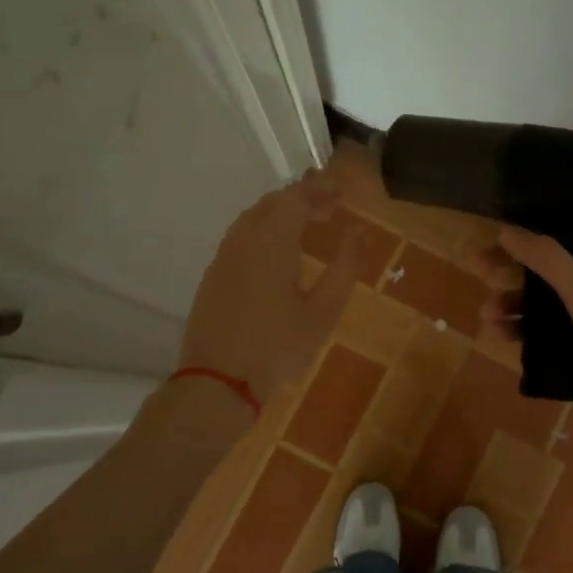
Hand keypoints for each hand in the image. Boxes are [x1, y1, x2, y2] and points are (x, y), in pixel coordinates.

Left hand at [179, 174, 360, 404]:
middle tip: (330, 209)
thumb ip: (344, 267)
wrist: (217, 382)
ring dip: (281, 214)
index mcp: (271, 241)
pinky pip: (241, 238)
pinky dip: (264, 232)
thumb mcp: (322, 312)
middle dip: (302, 198)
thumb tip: (359, 233)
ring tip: (308, 227)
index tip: (343, 195)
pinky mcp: (213, 276)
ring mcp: (223, 257)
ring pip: (253, 218)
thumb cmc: (277, 347)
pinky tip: (278, 254)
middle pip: (272, 202)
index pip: (296, 197)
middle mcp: (243, 239)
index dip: (321, 190)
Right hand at [480, 230, 572, 454]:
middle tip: (479, 272)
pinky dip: (524, 333)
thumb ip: (546, 259)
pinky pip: (548, 335)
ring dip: (515, 306)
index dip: (533, 235)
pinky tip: (500, 335)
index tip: (497, 239)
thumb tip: (506, 231)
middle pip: (551, 271)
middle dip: (515, 273)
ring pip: (546, 305)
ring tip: (487, 315)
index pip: (569, 237)